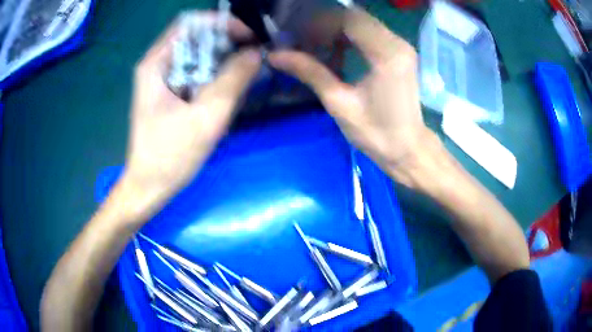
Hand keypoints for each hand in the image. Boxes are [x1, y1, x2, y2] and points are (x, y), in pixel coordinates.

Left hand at [124, 12, 261, 200]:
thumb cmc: (170, 155)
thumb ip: (233, 80)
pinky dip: (215, 76)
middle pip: (195, 38)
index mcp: (156, 64)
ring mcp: (162, 80)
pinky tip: (227, 91)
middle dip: (226, 42)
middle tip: (252, 56)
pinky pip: (196, 74)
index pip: (191, 23)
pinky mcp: (169, 94)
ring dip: (223, 60)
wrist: (149, 187)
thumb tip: (256, 53)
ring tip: (244, 74)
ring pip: (198, 56)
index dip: (222, 23)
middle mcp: (157, 65)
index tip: (247, 36)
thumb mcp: (206, 117)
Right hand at [269, 8, 434, 187]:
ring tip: (315, 47)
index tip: (297, 36)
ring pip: (361, 23)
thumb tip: (275, 55)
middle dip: (325, 25)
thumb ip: (310, 72)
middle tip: (302, 41)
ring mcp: (401, 46)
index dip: (318, 23)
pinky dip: (348, 38)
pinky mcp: (399, 53)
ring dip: (335, 30)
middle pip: (355, 17)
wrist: (408, 149)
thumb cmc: (376, 134)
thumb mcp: (339, 103)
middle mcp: (398, 43)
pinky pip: (370, 33)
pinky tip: (335, 53)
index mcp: (386, 55)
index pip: (348, 20)